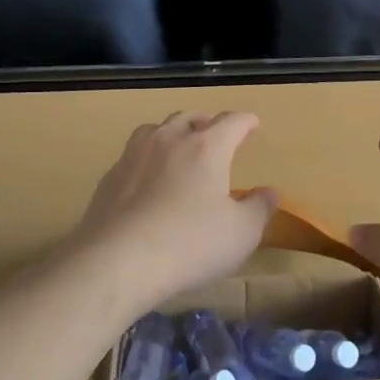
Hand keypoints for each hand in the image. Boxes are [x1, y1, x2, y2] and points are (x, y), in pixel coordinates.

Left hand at [69, 111, 278, 314]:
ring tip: (179, 148)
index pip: (231, 122)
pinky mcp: (110, 177)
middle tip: (216, 135)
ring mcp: (134, 155)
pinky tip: (148, 180)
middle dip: (207, 123)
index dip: (245, 121)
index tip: (252, 124)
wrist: (117, 261)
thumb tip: (270, 192)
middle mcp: (169, 140)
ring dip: (173, 133)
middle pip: (190, 117)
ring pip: (157, 129)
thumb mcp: (241, 233)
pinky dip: (148, 159)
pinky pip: (134, 155)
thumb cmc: (190, 244)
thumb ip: (260, 208)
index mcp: (207, 147)